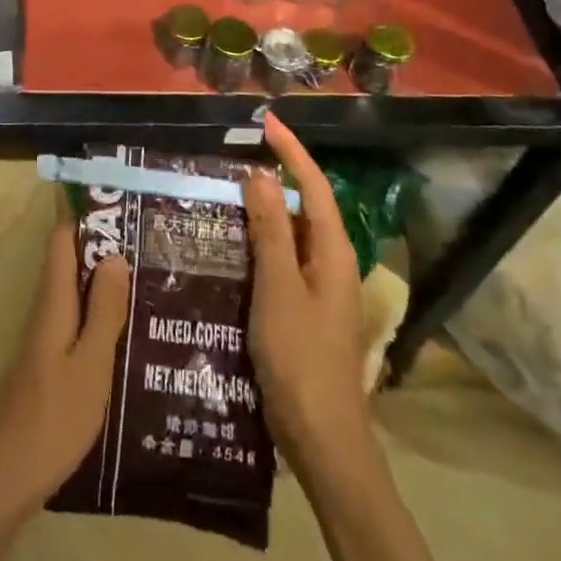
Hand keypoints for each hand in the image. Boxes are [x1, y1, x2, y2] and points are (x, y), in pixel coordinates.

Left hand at [0, 222, 131, 532]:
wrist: (0, 483)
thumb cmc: (51, 421)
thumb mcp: (90, 366)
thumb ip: (103, 312)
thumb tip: (115, 253)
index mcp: (53, 303)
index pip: (62, 239)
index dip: (89, 219)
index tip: (127, 212)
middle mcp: (46, 313)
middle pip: (72, 265)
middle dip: (108, 253)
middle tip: (155, 250)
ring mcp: (45, 342)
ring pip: (77, 296)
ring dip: (107, 287)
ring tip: (153, 286)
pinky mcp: (49, 368)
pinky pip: (77, 325)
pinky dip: (101, 320)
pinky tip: (130, 338)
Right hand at [243, 112, 373, 476]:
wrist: (322, 439)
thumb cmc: (301, 358)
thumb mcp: (279, 289)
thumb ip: (271, 232)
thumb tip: (262, 176)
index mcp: (333, 253)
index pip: (314, 186)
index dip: (292, 152)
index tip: (267, 121)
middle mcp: (331, 263)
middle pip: (306, 206)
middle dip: (277, 176)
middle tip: (237, 154)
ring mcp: (320, 289)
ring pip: (292, 234)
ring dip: (265, 210)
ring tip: (228, 190)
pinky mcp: (305, 309)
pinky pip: (283, 260)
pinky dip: (261, 242)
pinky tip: (233, 244)